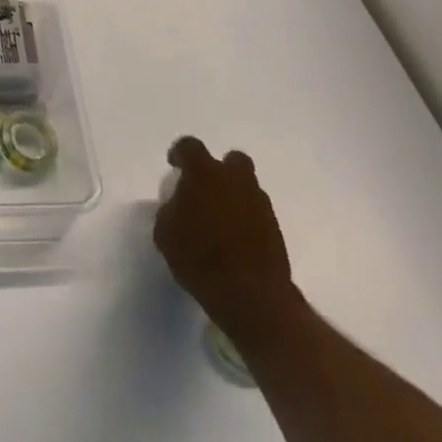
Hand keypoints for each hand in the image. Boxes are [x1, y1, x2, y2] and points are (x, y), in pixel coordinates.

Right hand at [153, 137, 302, 353]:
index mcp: (204, 174)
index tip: (174, 166)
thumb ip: (170, 210)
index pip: (190, 147)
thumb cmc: (199, 258)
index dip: (180, 154)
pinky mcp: (275, 226)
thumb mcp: (166, 233)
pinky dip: (246, 217)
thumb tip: (178, 205)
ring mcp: (259, 202)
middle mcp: (235, 180)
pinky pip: (256, 211)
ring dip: (233, 195)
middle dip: (219, 169)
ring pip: (247, 186)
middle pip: (231, 160)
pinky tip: (235, 238)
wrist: (250, 294)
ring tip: (219, 219)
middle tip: (205, 189)